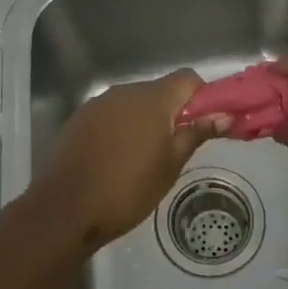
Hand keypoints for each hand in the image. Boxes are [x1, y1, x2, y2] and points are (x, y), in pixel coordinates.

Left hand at [29, 70, 221, 252]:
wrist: (64, 209)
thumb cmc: (126, 190)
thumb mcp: (169, 167)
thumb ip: (195, 134)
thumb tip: (223, 116)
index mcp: (152, 99)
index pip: (187, 79)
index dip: (201, 97)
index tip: (204, 124)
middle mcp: (125, 91)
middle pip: (159, 90)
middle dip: (172, 112)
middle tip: (176, 148)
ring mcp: (99, 103)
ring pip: (134, 102)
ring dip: (146, 120)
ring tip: (145, 158)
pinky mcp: (80, 118)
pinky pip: (111, 114)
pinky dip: (121, 127)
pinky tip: (116, 158)